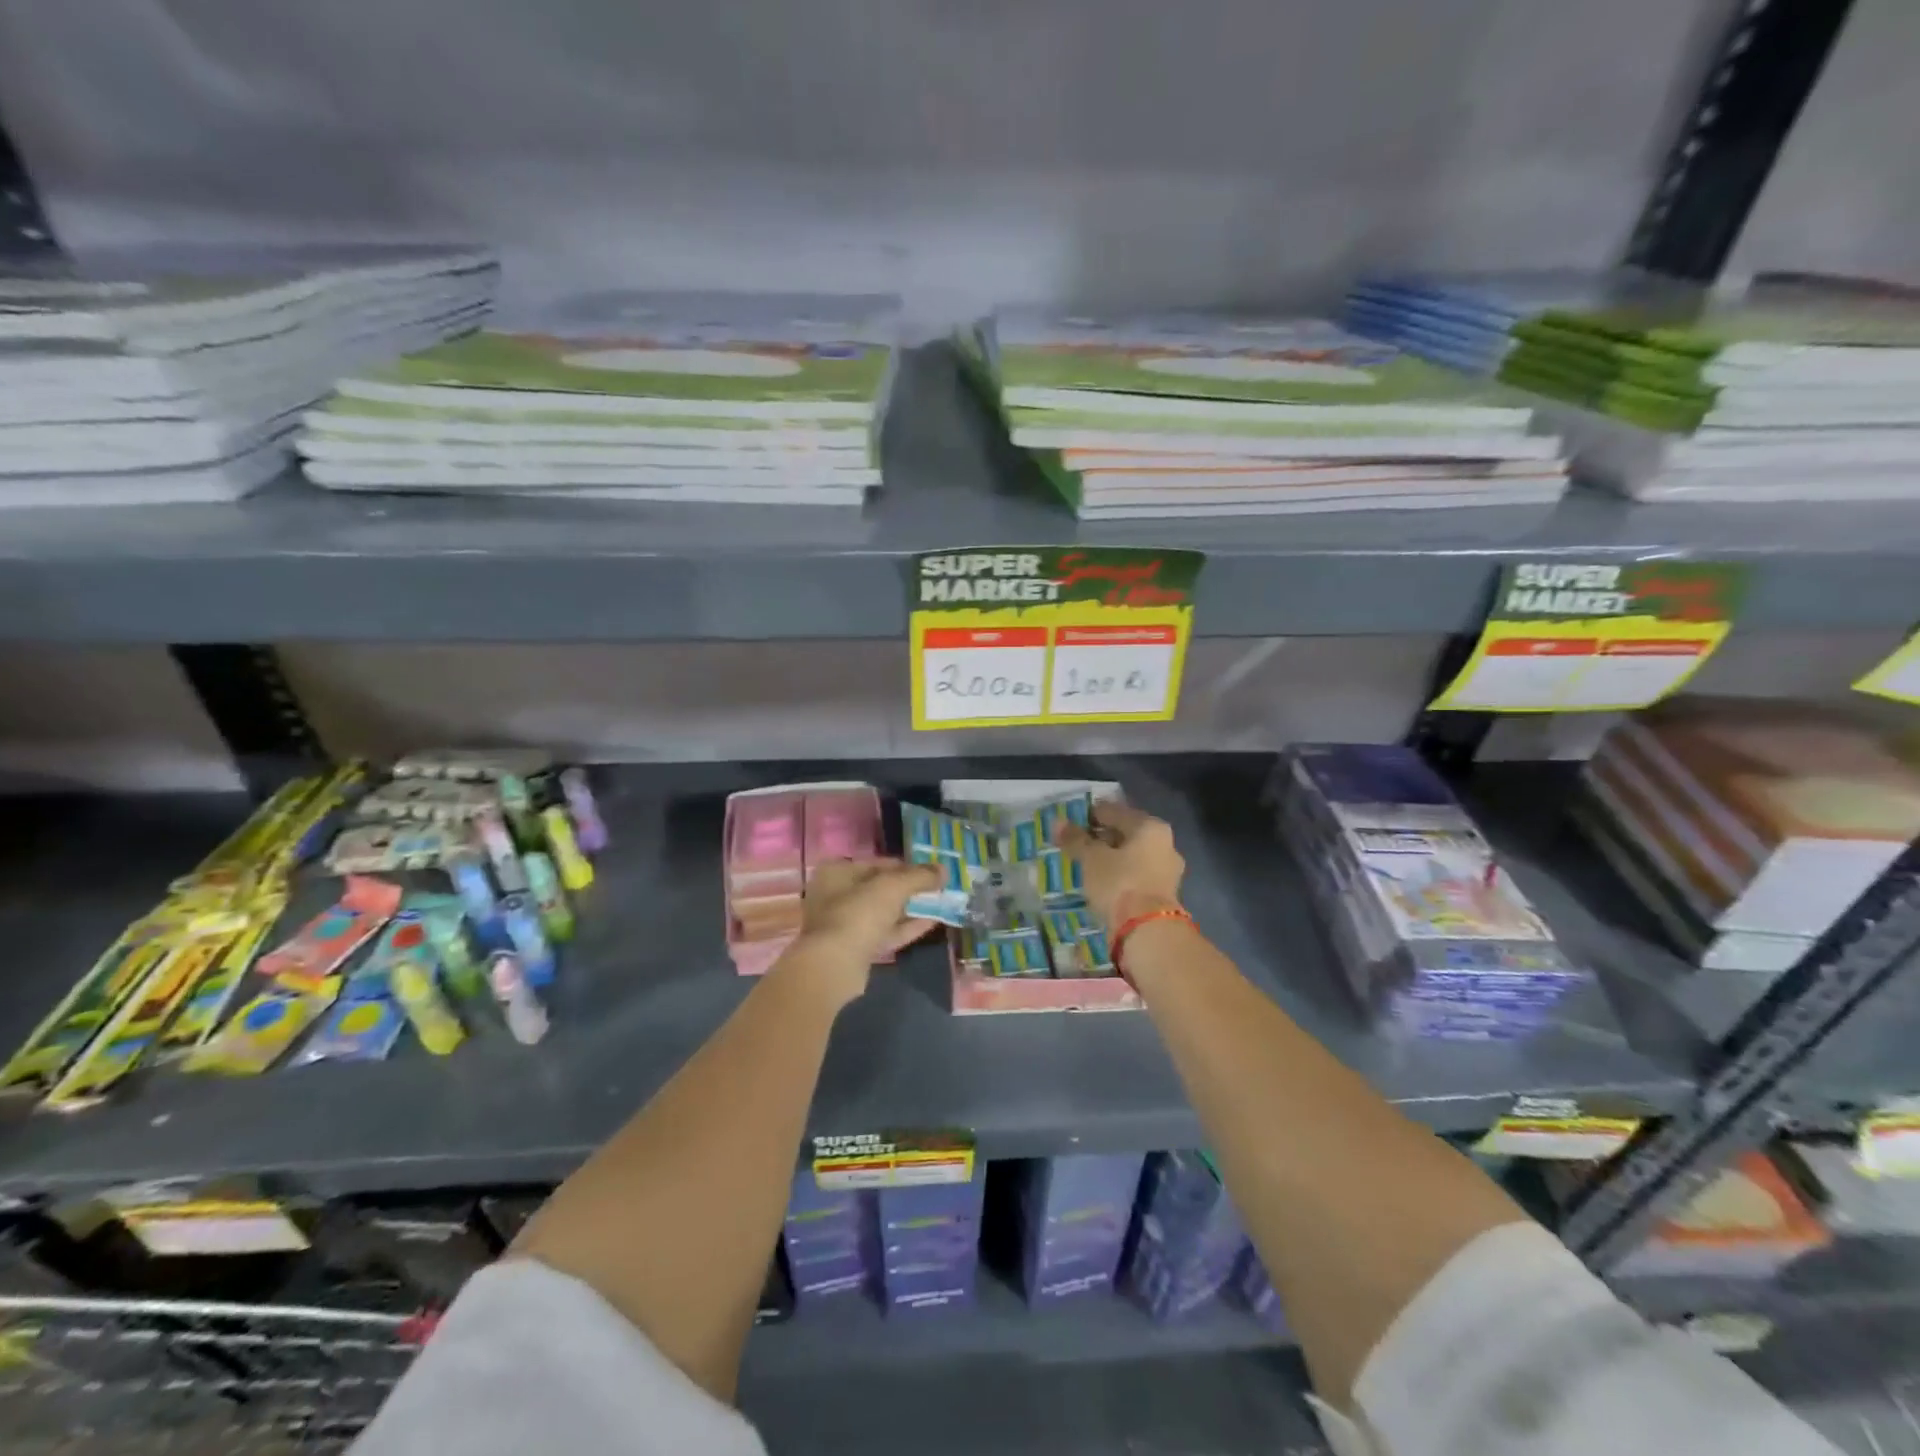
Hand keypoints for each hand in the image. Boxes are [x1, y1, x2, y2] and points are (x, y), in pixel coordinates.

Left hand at [781, 858, 942, 1004]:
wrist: (835, 965)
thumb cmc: (859, 913)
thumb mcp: (894, 886)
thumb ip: (920, 876)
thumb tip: (944, 869)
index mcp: (837, 872)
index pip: (878, 863)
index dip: (907, 866)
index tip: (931, 871)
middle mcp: (836, 895)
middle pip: (880, 888)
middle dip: (909, 888)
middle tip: (937, 888)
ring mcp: (844, 924)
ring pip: (883, 912)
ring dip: (910, 908)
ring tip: (939, 904)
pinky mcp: (854, 949)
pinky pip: (884, 932)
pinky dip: (906, 927)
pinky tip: (932, 922)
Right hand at [1054, 802, 1184, 927]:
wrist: (1149, 931)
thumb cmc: (1119, 883)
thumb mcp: (1091, 859)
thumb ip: (1075, 839)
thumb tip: (1058, 822)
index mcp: (1150, 826)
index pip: (1115, 811)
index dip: (1091, 815)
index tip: (1071, 823)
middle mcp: (1165, 844)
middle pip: (1126, 834)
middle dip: (1102, 838)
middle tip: (1077, 844)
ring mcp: (1167, 871)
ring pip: (1132, 857)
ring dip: (1111, 859)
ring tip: (1087, 865)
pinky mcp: (1163, 895)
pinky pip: (1136, 876)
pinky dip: (1120, 876)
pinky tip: (1102, 883)